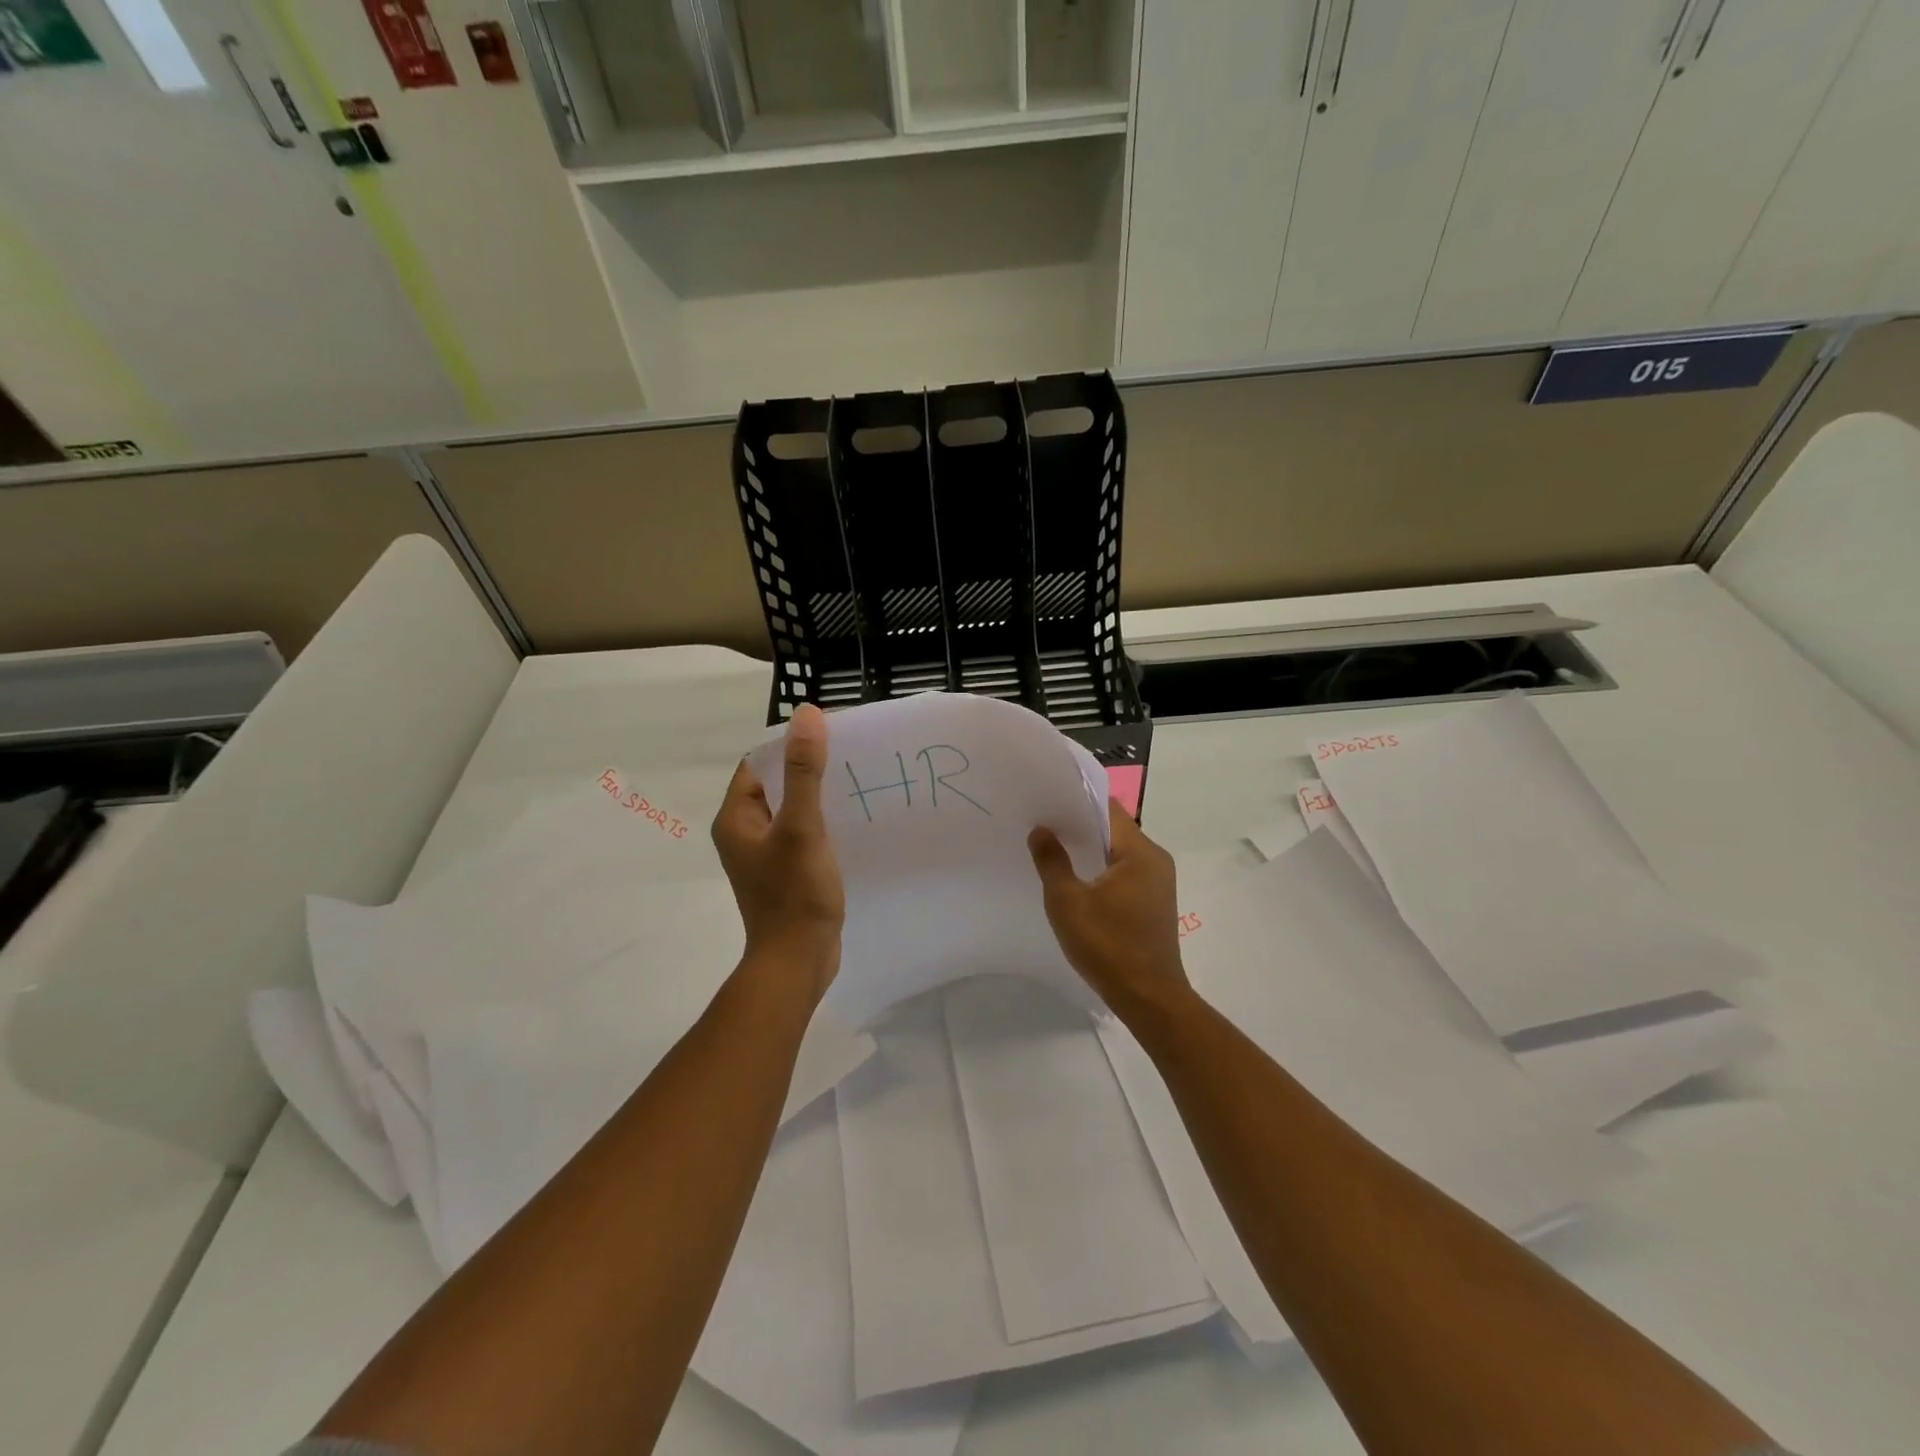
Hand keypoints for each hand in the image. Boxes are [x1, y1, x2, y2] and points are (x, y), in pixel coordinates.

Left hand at [712, 704, 844, 1001]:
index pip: (758, 764)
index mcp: (736, 818)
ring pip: (790, 810)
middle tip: (848, 758)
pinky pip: (800, 834)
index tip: (828, 737)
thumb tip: (806, 714)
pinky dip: (821, 823)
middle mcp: (744, 833)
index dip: (789, 746)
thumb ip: (805, 771)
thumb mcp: (802, 826)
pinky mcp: (784, 873)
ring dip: (816, 797)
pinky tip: (849, 822)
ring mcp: (764, 856)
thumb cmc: (795, 893)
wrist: (797, 962)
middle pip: (774, 785)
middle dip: (807, 769)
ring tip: (854, 784)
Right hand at [1029, 800, 1192, 1021]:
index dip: (1077, 802)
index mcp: (1140, 852)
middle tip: (1042, 824)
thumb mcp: (1068, 902)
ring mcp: (1158, 882)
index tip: (1047, 801)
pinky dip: (1101, 870)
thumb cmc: (1108, 946)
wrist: (1149, 999)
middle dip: (1080, 826)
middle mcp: (1156, 859)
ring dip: (1090, 850)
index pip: (1107, 810)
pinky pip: (1125, 872)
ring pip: (1119, 852)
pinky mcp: (1154, 902)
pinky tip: (1076, 879)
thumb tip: (1041, 830)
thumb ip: (1052, 861)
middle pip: (1114, 829)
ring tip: (1054, 848)